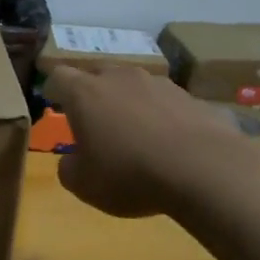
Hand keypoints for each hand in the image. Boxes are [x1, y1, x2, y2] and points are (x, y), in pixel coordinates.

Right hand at [44, 65, 257, 217]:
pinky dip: (163, 118)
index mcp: (85, 93)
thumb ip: (69, 167)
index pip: (59, 76)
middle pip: (98, 74)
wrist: (205, 170)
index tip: (56, 108)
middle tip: (95, 123)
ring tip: (137, 136)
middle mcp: (120, 78)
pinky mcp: (193, 97)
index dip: (54, 91)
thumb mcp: (83, 184)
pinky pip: (167, 104)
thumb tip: (73, 160)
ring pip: (135, 86)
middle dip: (93, 94)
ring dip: (130, 104)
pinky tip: (171, 146)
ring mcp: (160, 83)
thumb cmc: (129, 175)